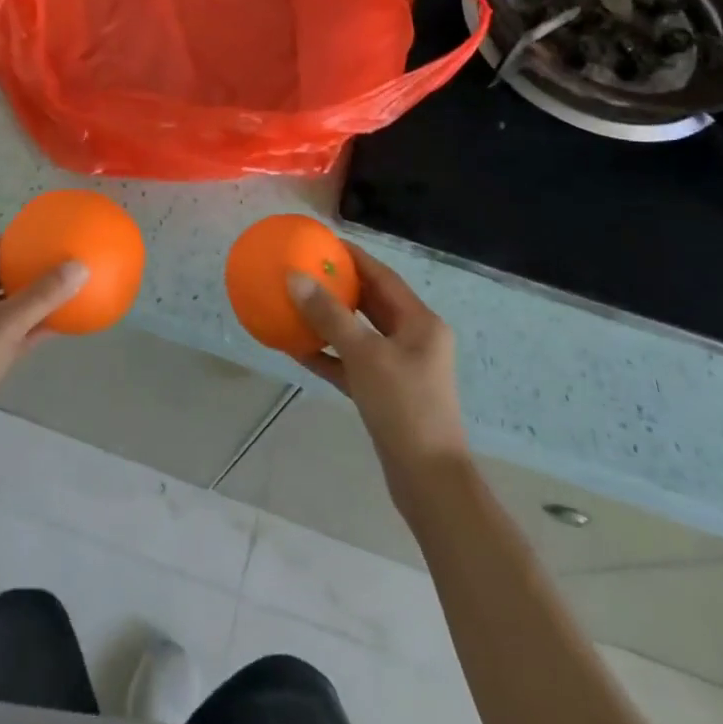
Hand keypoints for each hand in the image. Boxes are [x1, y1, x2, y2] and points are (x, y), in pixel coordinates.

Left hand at [0, 241, 85, 491]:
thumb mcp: (4, 326)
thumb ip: (42, 296)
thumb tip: (79, 265)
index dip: (12, 242)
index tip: (43, 238)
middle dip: (21, 271)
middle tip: (55, 263)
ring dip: (25, 302)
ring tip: (60, 292)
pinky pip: (0, 337)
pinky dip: (24, 330)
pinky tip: (55, 329)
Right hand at [290, 241, 470, 514]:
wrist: (428, 481)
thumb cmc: (404, 407)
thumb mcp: (365, 356)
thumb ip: (329, 316)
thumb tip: (295, 278)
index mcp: (420, 323)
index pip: (383, 276)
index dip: (354, 257)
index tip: (323, 242)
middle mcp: (413, 339)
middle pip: (371, 302)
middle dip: (339, 286)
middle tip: (304, 269)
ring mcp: (399, 368)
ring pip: (359, 334)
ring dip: (329, 321)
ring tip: (295, 302)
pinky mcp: (384, 393)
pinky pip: (352, 363)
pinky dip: (328, 355)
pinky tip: (296, 348)